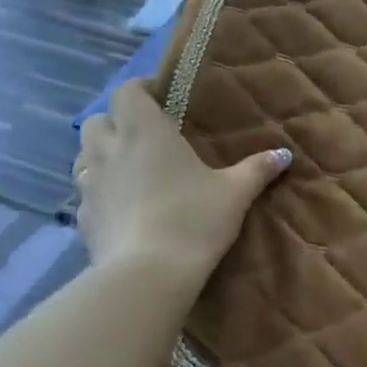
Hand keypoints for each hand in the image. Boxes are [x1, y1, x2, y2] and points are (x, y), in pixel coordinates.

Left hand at [73, 81, 290, 284]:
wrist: (147, 275)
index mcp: (144, 131)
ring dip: (102, 156)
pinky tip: (122, 210)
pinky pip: (85, 194)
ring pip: (84, 156)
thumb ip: (257, 170)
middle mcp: (109, 150)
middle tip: (144, 138)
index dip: (141, 90)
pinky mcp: (82, 218)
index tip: (161, 100)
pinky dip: (100, 193)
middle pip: (98, 121)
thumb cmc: (193, 220)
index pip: (127, 92)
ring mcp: (89, 185)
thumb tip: (284, 154)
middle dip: (116, 123)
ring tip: (130, 171)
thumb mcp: (234, 194)